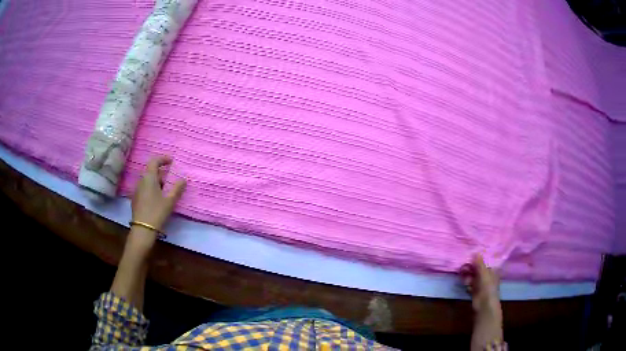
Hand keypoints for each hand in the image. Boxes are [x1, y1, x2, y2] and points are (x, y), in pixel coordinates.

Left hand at [131, 155, 185, 234]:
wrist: (143, 229)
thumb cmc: (157, 212)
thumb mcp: (170, 201)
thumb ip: (177, 189)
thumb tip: (183, 180)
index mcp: (149, 178)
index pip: (154, 161)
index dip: (163, 159)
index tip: (171, 161)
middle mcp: (141, 181)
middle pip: (151, 171)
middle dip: (161, 173)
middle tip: (170, 180)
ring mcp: (137, 190)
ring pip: (147, 181)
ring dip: (156, 182)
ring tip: (165, 192)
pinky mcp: (135, 199)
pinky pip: (144, 188)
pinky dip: (151, 189)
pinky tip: (157, 200)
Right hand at [461, 254, 500, 312]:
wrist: (484, 304)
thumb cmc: (487, 287)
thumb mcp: (484, 273)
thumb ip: (479, 263)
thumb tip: (476, 251)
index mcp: (491, 271)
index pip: (483, 264)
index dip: (476, 261)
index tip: (469, 259)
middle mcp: (486, 277)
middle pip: (477, 270)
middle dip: (470, 269)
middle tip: (463, 268)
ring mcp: (480, 285)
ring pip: (472, 278)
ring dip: (468, 277)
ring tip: (465, 279)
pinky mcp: (475, 291)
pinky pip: (470, 285)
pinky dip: (467, 284)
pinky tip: (466, 285)